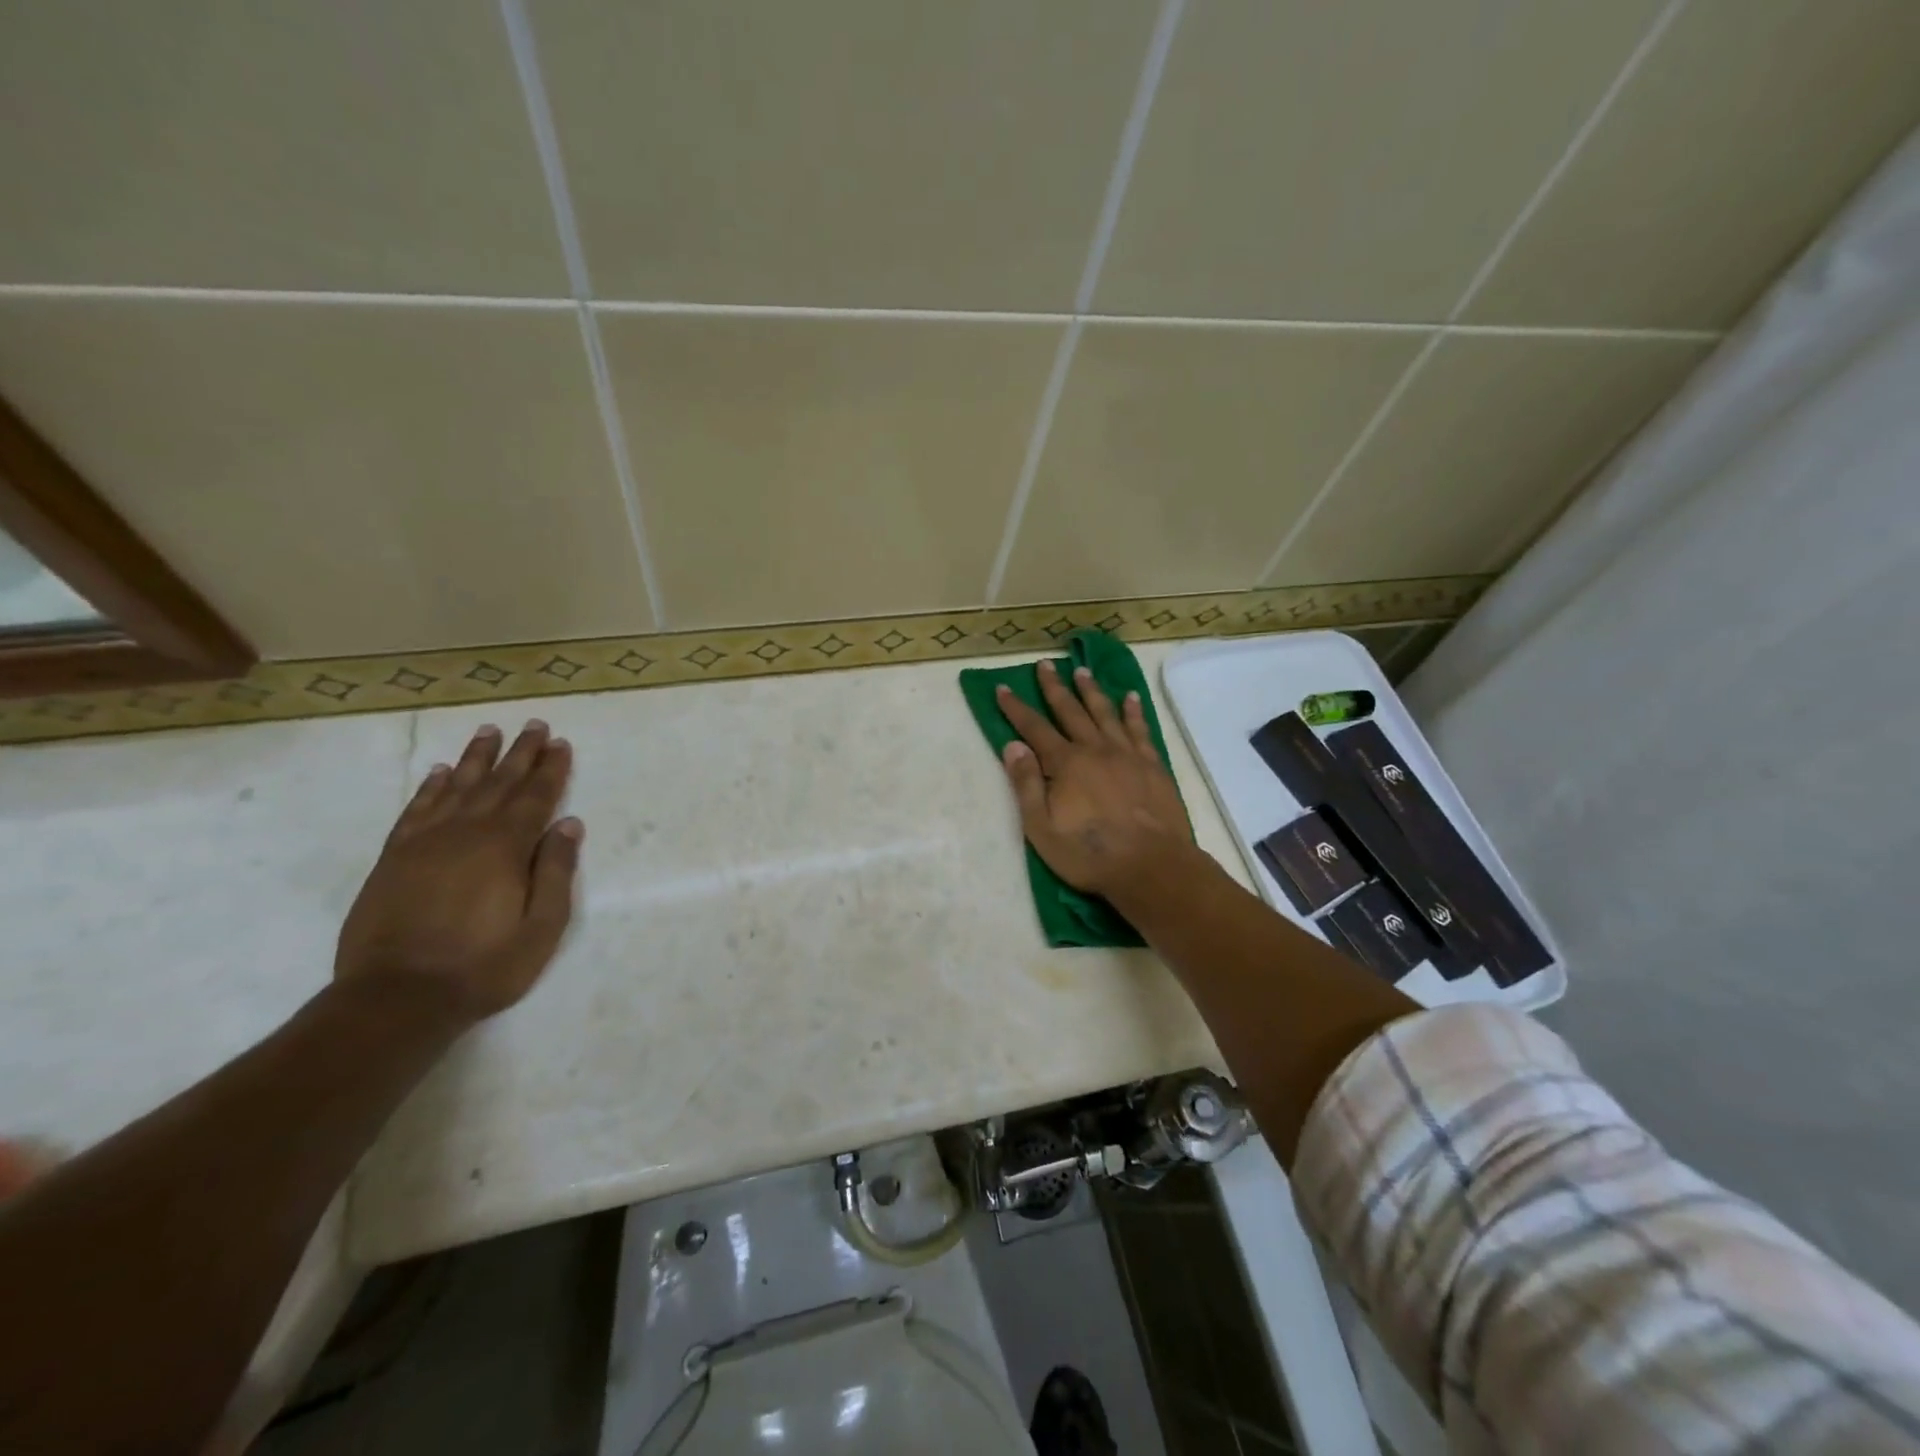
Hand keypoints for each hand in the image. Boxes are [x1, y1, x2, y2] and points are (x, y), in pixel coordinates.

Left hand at [336, 720, 582, 1026]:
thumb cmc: (484, 965)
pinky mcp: (394, 858)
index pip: (535, 797)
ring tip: (489, 731)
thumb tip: (569, 825)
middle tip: (534, 724)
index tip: (560, 743)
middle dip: (520, 752)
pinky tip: (441, 772)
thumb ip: (556, 871)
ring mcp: (425, 842)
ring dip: (476, 757)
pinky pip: (416, 809)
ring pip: (456, 787)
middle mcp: (466, 832)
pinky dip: (431, 787)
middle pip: (498, 782)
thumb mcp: (541, 926)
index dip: (550, 769)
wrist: (397, 997)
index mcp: (506, 847)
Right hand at [996, 661, 1189, 898]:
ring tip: (1082, 671)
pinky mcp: (1152, 765)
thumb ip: (1027, 784)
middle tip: (1045, 664)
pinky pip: (1140, 729)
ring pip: (1105, 713)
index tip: (1003, 688)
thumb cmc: (1090, 853)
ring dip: (1091, 691)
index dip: (1016, 708)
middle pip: (1070, 711)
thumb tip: (1012, 745)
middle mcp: (1095, 749)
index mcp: (1065, 764)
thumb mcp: (1042, 827)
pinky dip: (1133, 711)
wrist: (1152, 865)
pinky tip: (1130, 698)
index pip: (1034, 729)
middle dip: (1054, 687)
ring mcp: (1127, 754)